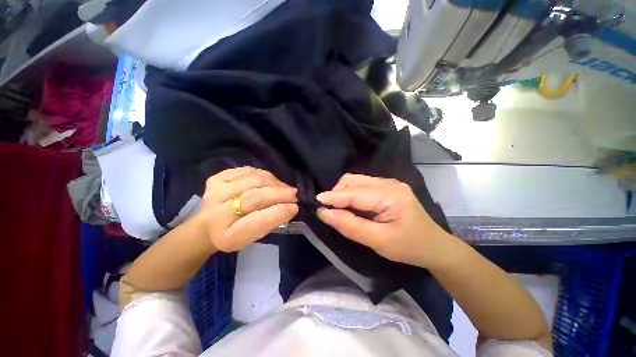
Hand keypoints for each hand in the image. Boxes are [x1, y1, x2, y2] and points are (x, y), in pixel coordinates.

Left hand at [199, 167, 297, 251]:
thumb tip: (291, 206)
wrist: (209, 225)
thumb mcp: (254, 237)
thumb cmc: (236, 234)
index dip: (278, 212)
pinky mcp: (216, 178)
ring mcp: (214, 192)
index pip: (256, 222)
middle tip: (295, 194)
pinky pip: (247, 171)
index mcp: (226, 236)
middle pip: (254, 197)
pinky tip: (271, 181)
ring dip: (274, 182)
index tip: (295, 207)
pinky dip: (263, 174)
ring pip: (253, 180)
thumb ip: (271, 222)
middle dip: (279, 194)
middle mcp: (215, 214)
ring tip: (284, 188)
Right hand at [316, 174, 451, 267]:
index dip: (333, 196)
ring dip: (342, 193)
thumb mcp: (378, 241)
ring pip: (355, 181)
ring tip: (338, 208)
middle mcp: (388, 183)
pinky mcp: (385, 187)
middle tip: (328, 210)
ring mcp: (387, 183)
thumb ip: (350, 225)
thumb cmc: (408, 247)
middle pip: (353, 181)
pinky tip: (350, 205)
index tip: (315, 202)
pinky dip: (350, 194)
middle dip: (337, 193)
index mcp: (390, 194)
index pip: (354, 192)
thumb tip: (324, 213)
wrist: (433, 246)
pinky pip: (361, 185)